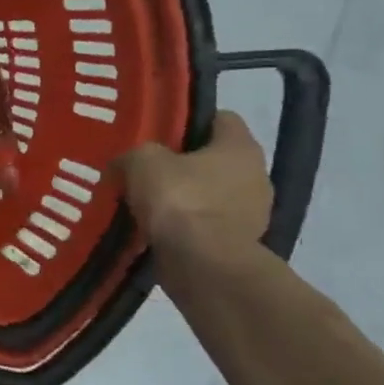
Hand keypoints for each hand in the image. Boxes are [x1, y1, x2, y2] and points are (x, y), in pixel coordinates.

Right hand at [115, 111, 271, 254]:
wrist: (202, 265)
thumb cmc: (179, 200)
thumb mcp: (142, 162)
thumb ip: (134, 154)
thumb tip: (127, 162)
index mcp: (241, 147)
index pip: (221, 119)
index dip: (189, 121)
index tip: (159, 133)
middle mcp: (256, 176)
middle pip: (215, 159)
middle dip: (183, 163)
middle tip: (146, 169)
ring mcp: (252, 213)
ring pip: (211, 193)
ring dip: (184, 197)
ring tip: (147, 203)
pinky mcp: (239, 244)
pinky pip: (207, 224)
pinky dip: (186, 225)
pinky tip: (157, 229)